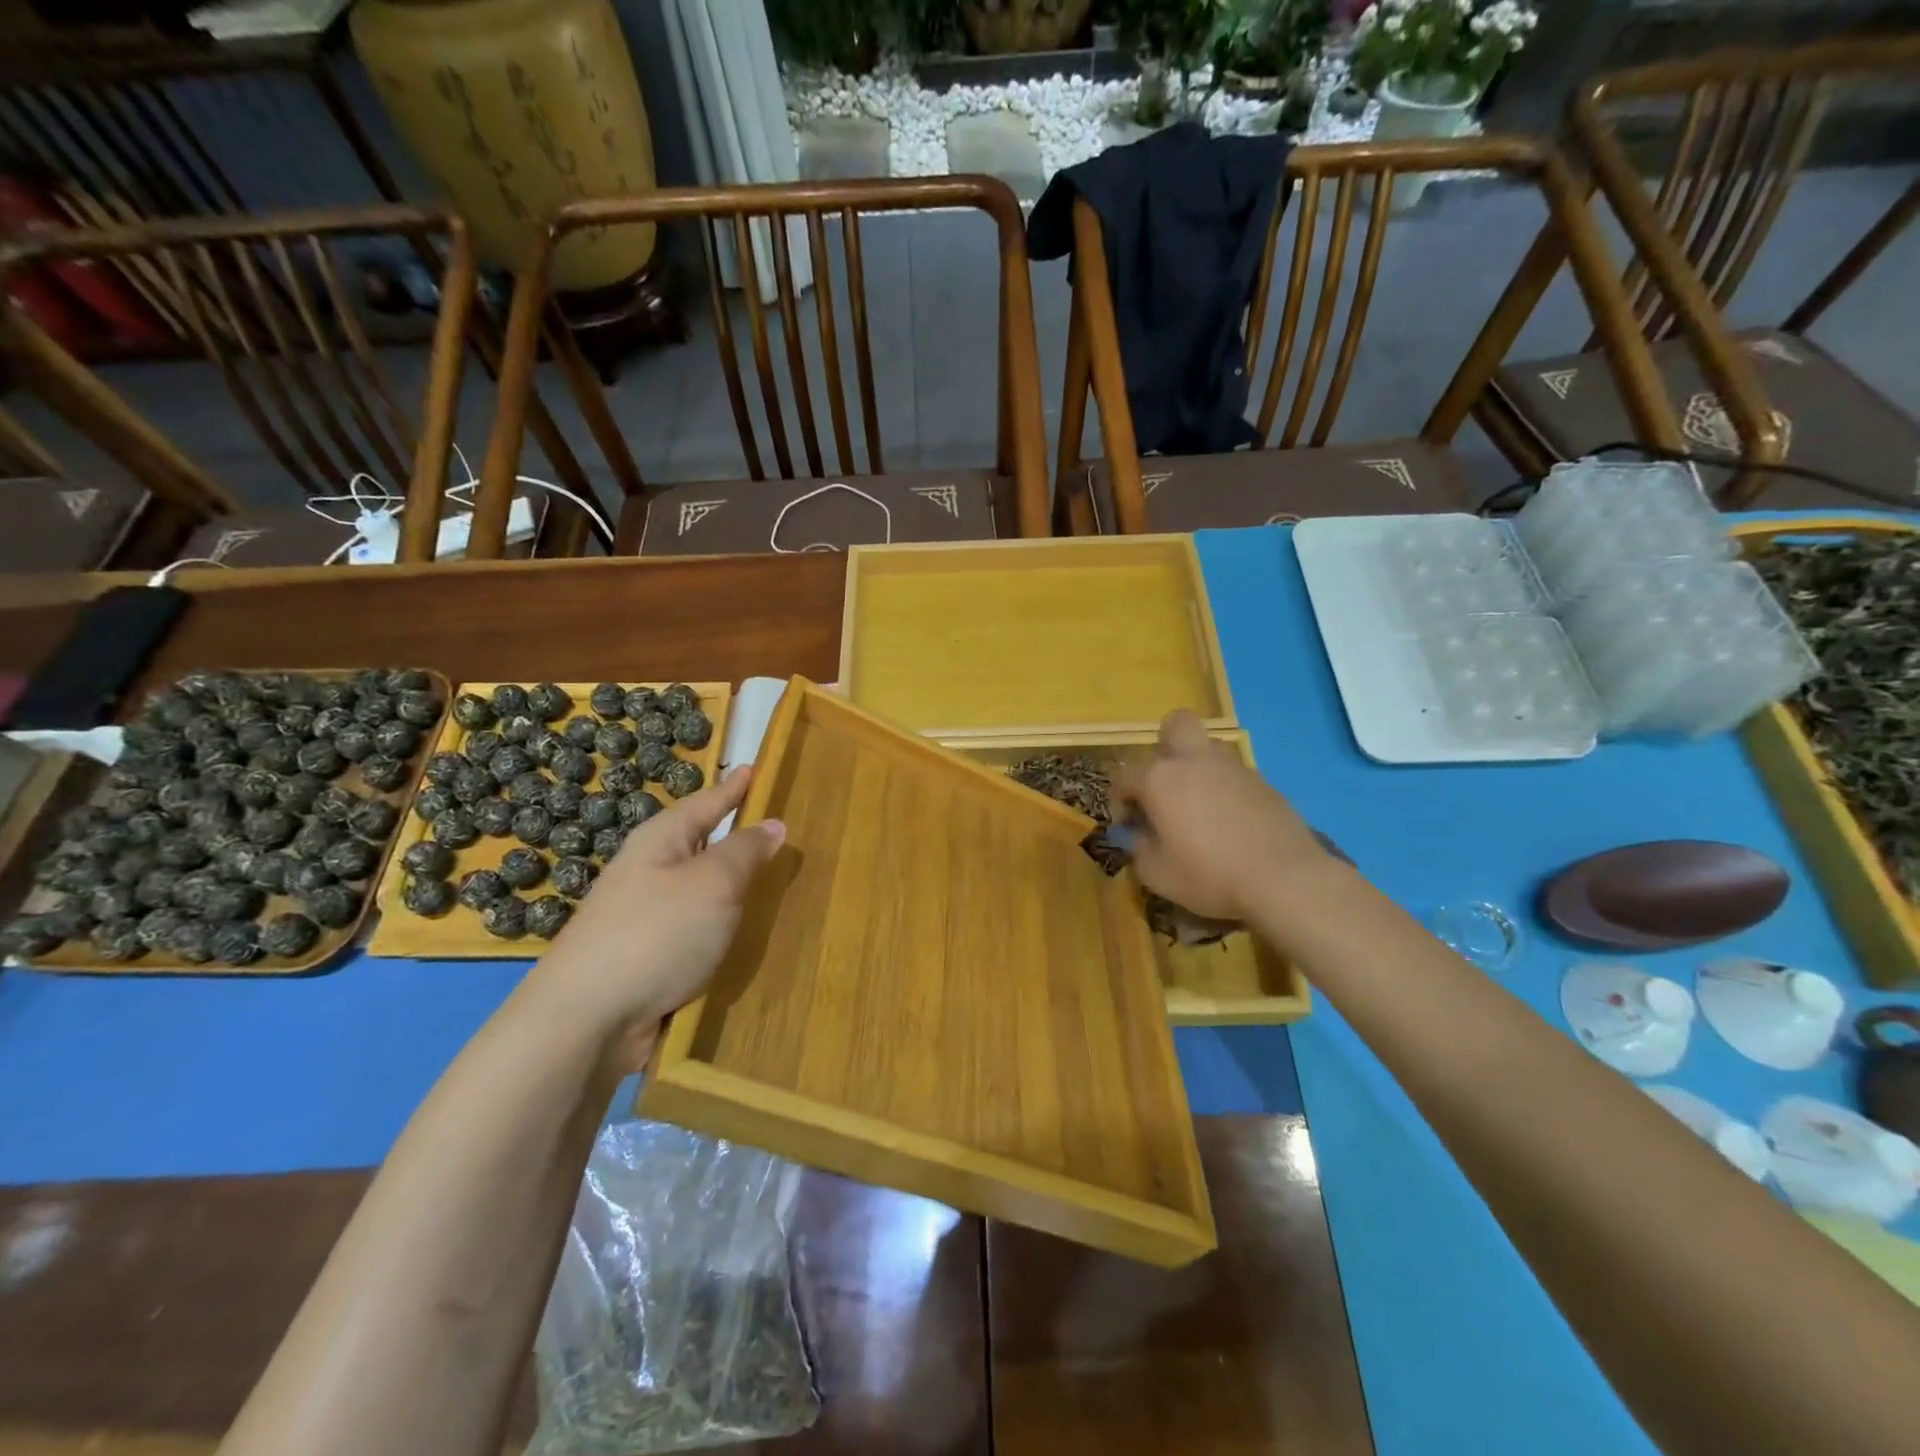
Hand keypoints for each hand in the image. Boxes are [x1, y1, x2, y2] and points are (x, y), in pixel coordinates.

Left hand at [527, 768, 784, 1036]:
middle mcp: (649, 872)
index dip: (733, 787)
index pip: (706, 802)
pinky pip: (696, 929)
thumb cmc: (656, 934)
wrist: (586, 1021)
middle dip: (734, 836)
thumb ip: (745, 851)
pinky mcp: (647, 957)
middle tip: (776, 828)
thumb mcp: (713, 883)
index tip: (755, 768)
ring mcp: (644, 917)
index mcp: (661, 841)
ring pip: (699, 890)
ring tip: (769, 880)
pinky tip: (743, 934)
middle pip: (700, 844)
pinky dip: (720, 925)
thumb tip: (772, 824)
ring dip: (730, 885)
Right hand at [1111, 711, 1336, 923]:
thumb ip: (1138, 848)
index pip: (1123, 776)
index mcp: (1160, 779)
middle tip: (1163, 786)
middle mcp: (1194, 761)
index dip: (1119, 802)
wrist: (1284, 879)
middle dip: (1163, 747)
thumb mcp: (1156, 873)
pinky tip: (1229, 824)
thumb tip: (1138, 836)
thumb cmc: (1209, 875)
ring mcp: (1233, 768)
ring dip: (1196, 768)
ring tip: (1197, 807)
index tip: (1128, 828)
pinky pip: (1233, 775)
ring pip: (1208, 749)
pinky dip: (1224, 790)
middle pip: (1175, 726)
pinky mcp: (1264, 783)